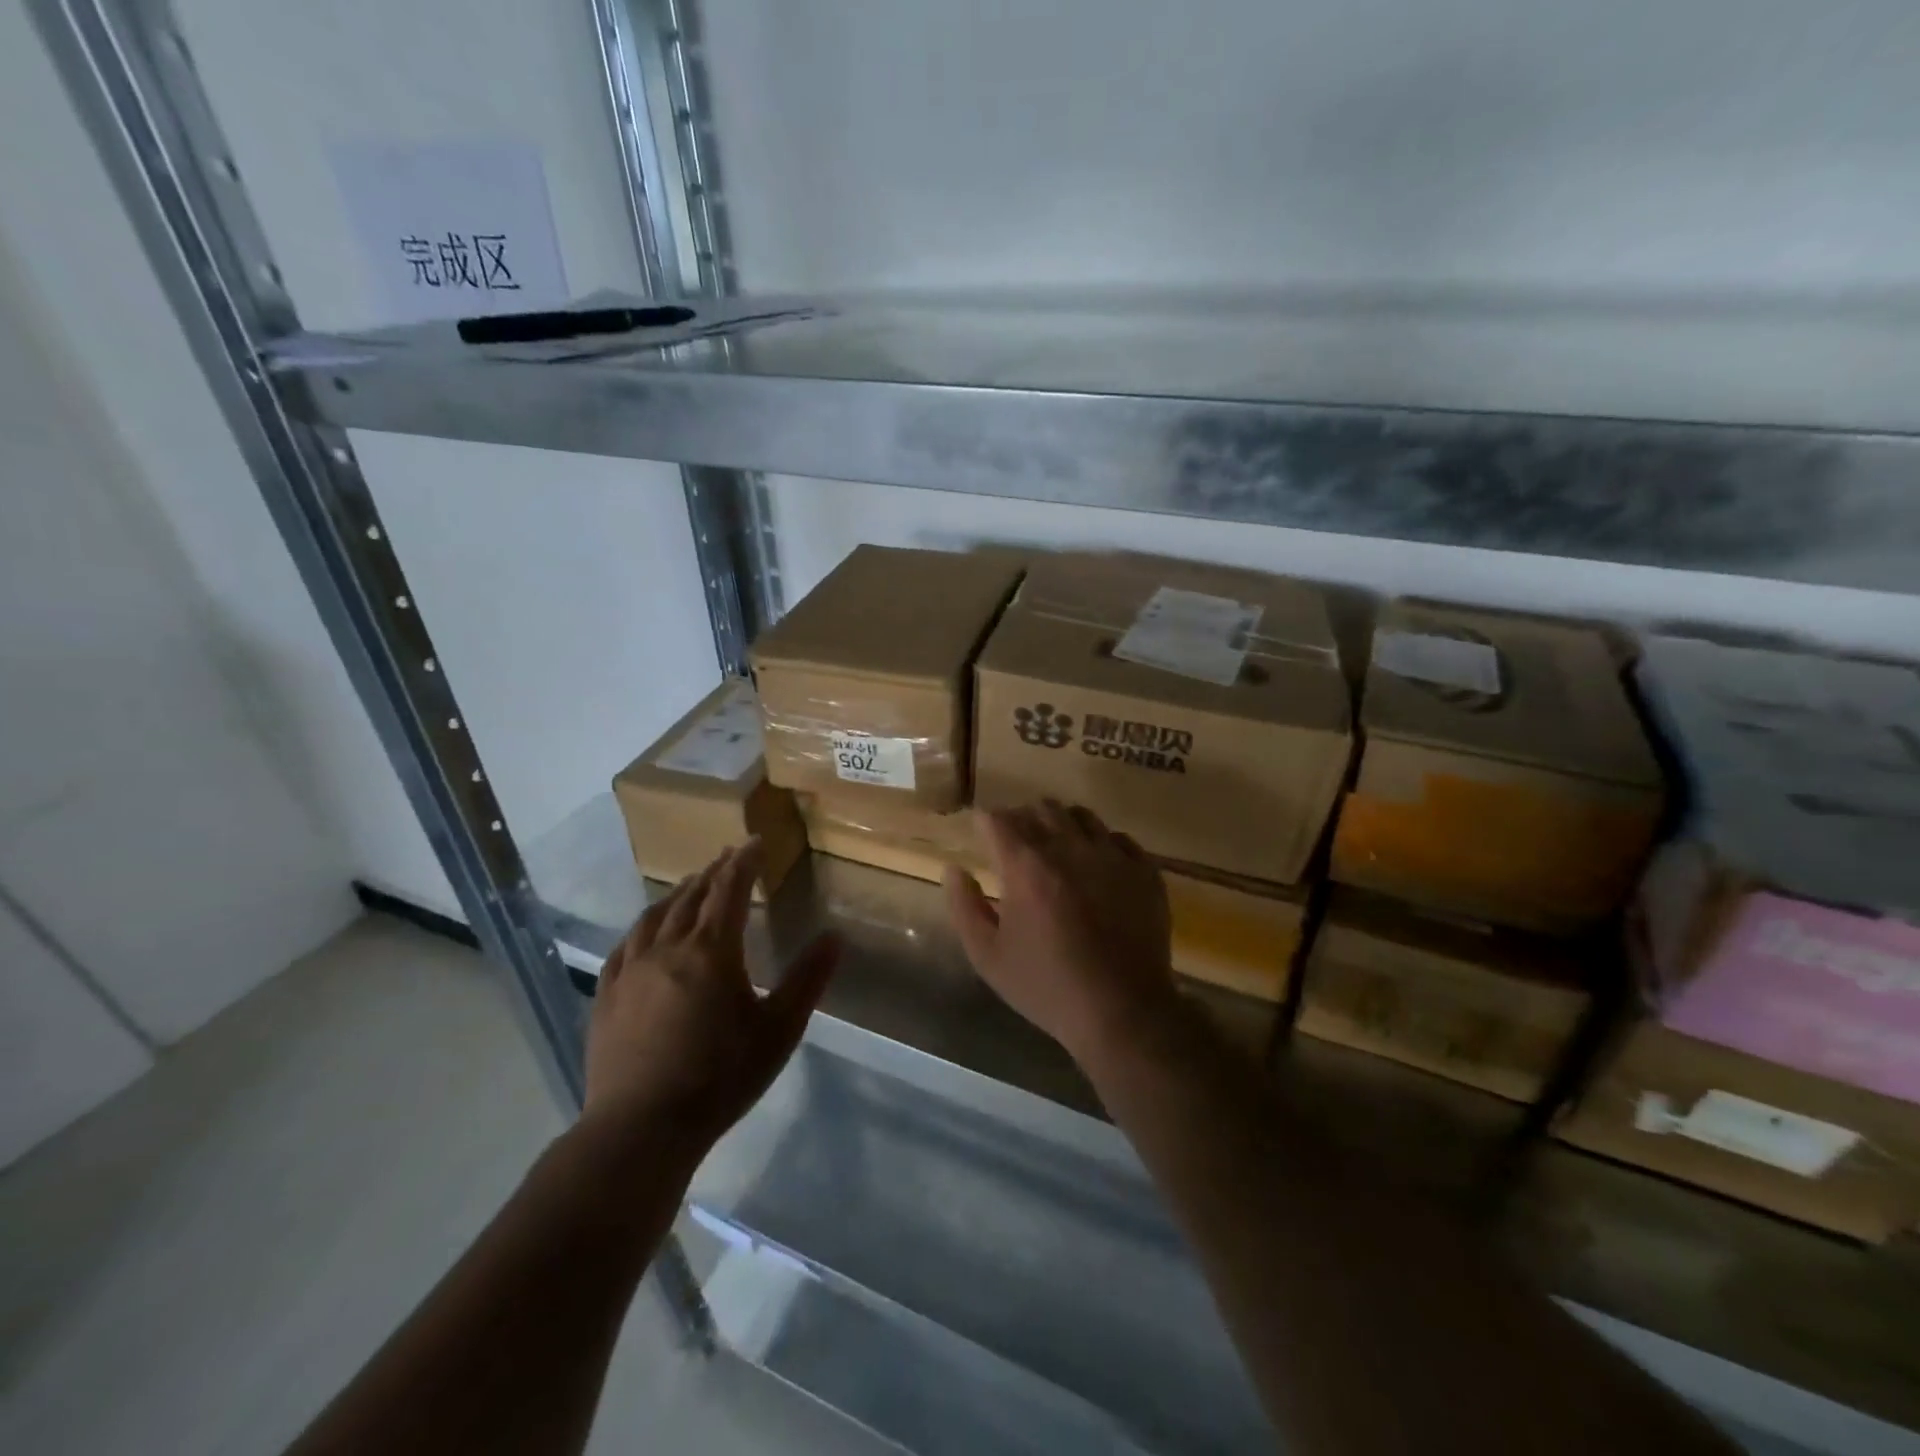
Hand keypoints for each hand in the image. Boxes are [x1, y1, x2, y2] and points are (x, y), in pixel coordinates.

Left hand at [585, 840, 839, 1147]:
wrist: (640, 1129)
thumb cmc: (719, 1077)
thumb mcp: (778, 1030)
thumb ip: (808, 979)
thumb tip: (836, 935)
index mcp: (712, 951)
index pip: (730, 890)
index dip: (744, 862)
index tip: (755, 842)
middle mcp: (668, 948)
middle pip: (692, 896)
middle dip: (713, 872)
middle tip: (728, 857)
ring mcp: (631, 971)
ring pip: (655, 916)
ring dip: (678, 894)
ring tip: (692, 885)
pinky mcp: (607, 996)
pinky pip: (625, 946)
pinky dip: (643, 926)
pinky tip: (646, 931)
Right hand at [945, 801, 1179, 1063]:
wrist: (1122, 1011)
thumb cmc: (1046, 986)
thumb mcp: (988, 956)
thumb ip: (965, 906)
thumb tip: (953, 869)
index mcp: (1026, 865)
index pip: (998, 819)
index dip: (986, 823)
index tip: (982, 834)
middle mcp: (1069, 848)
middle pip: (1041, 808)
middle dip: (1023, 819)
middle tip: (1017, 845)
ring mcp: (1112, 856)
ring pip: (1081, 815)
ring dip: (1062, 825)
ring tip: (1057, 850)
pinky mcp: (1144, 871)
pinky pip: (1119, 838)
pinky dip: (1101, 844)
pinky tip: (1096, 868)